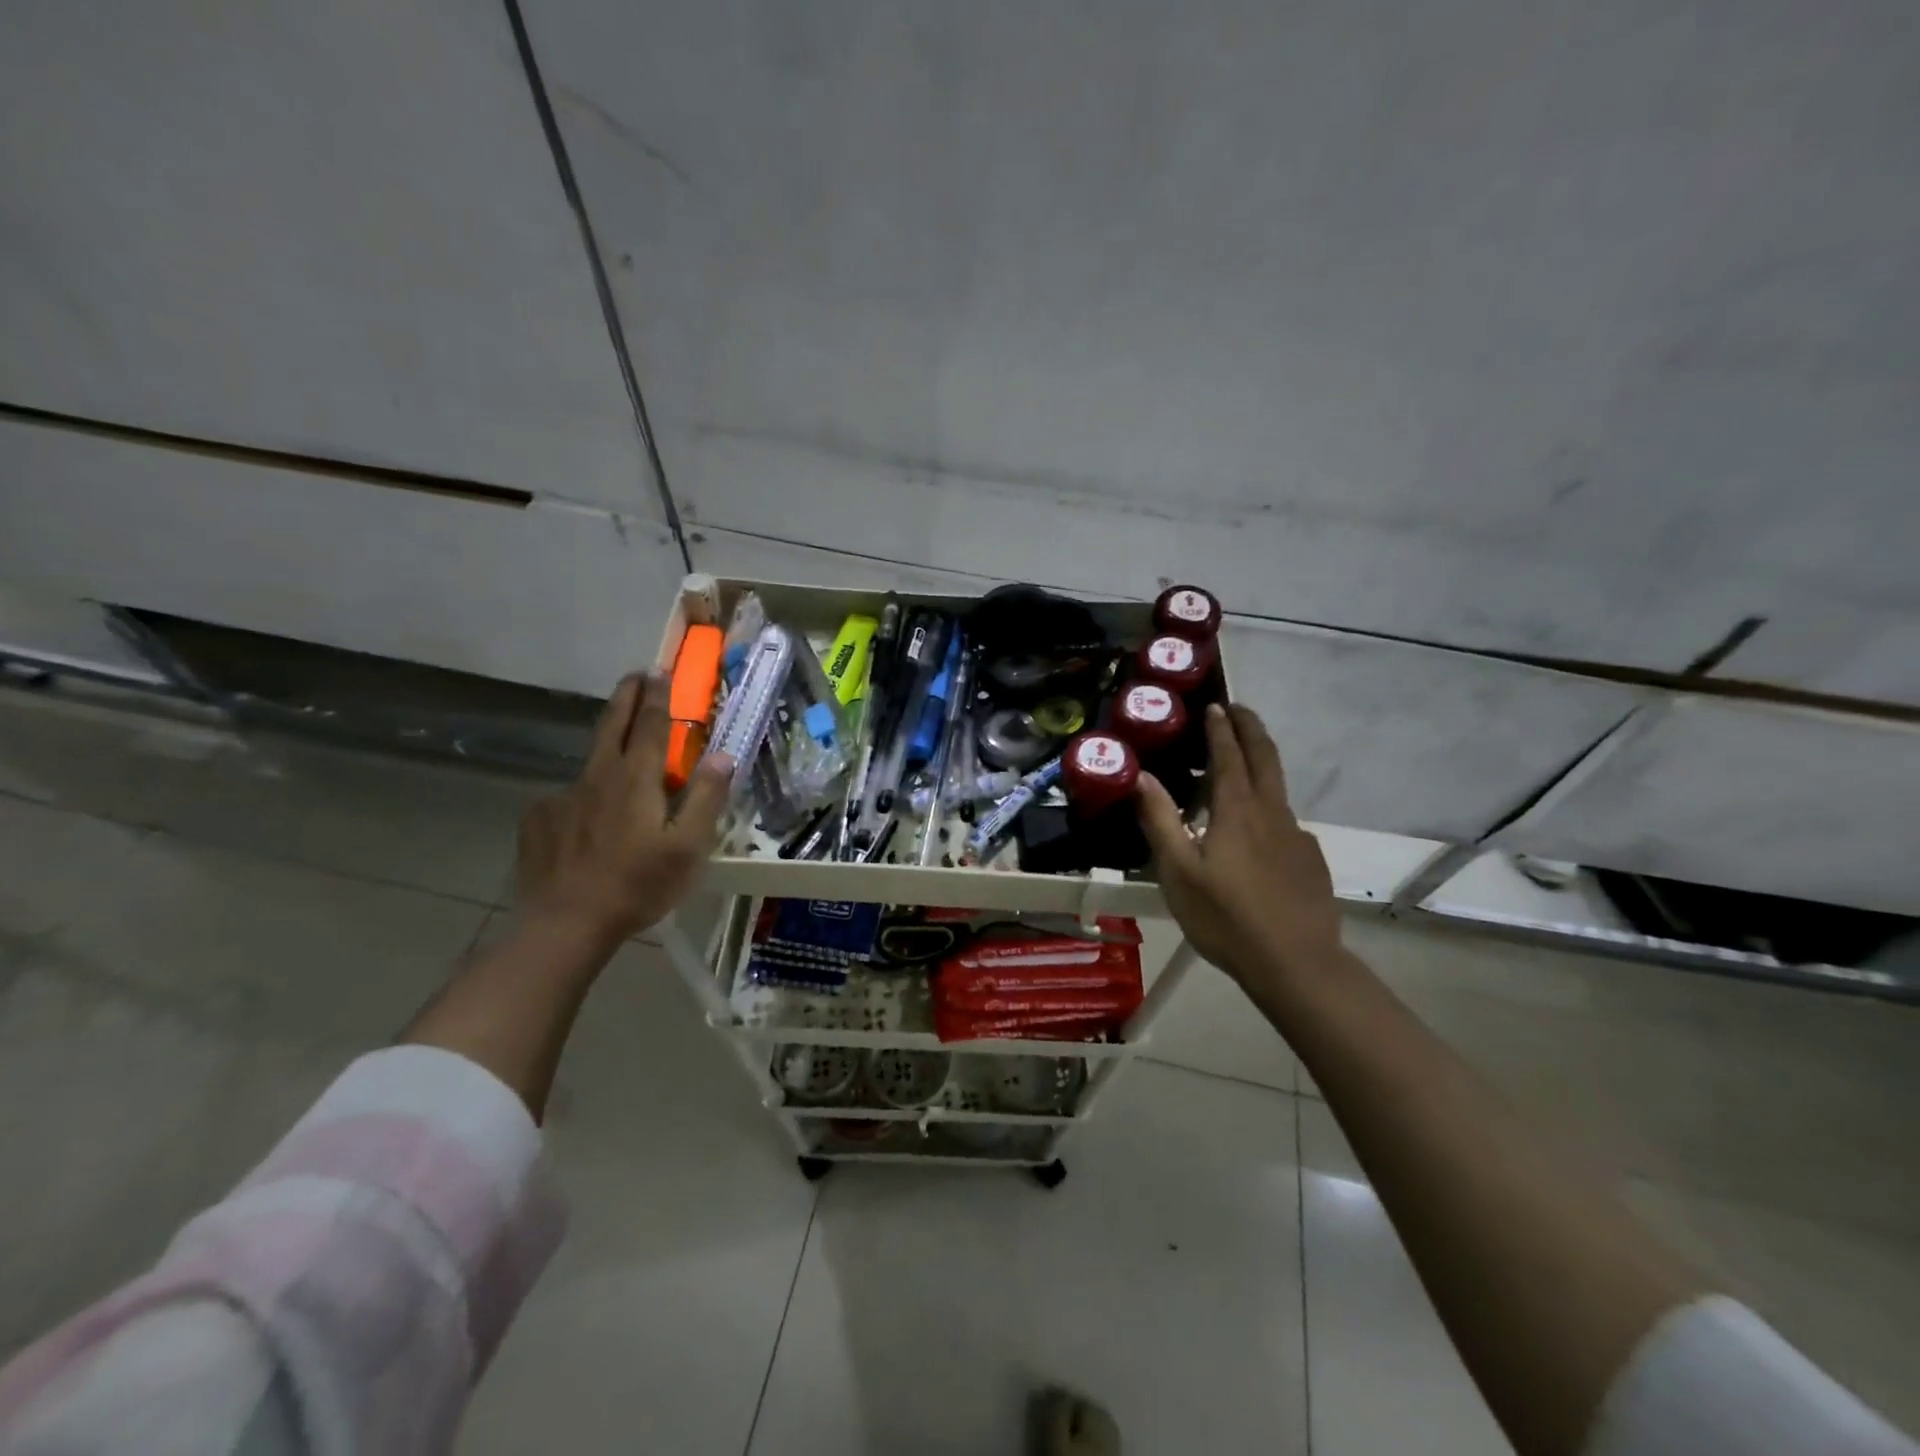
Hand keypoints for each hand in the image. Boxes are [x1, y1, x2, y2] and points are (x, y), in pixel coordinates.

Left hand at [515, 673, 732, 946]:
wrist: (565, 924)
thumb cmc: (638, 885)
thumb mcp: (688, 846)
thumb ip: (706, 797)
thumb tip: (723, 754)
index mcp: (636, 779)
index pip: (650, 724)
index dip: (658, 695)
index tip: (660, 670)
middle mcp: (598, 776)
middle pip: (613, 724)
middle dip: (627, 696)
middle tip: (635, 675)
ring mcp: (563, 796)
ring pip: (591, 760)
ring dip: (609, 742)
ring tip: (621, 749)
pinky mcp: (540, 819)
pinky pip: (568, 796)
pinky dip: (584, 795)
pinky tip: (588, 818)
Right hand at [1136, 703, 1341, 990]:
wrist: (1297, 964)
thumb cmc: (1226, 918)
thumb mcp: (1178, 872)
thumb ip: (1160, 821)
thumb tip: (1142, 776)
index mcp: (1237, 811)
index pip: (1229, 756)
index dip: (1221, 729)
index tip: (1215, 705)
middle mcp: (1271, 813)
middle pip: (1265, 757)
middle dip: (1251, 728)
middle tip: (1237, 709)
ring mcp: (1296, 836)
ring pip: (1277, 787)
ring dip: (1260, 762)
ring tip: (1241, 764)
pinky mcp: (1310, 859)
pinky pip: (1285, 821)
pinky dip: (1268, 806)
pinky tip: (1257, 833)